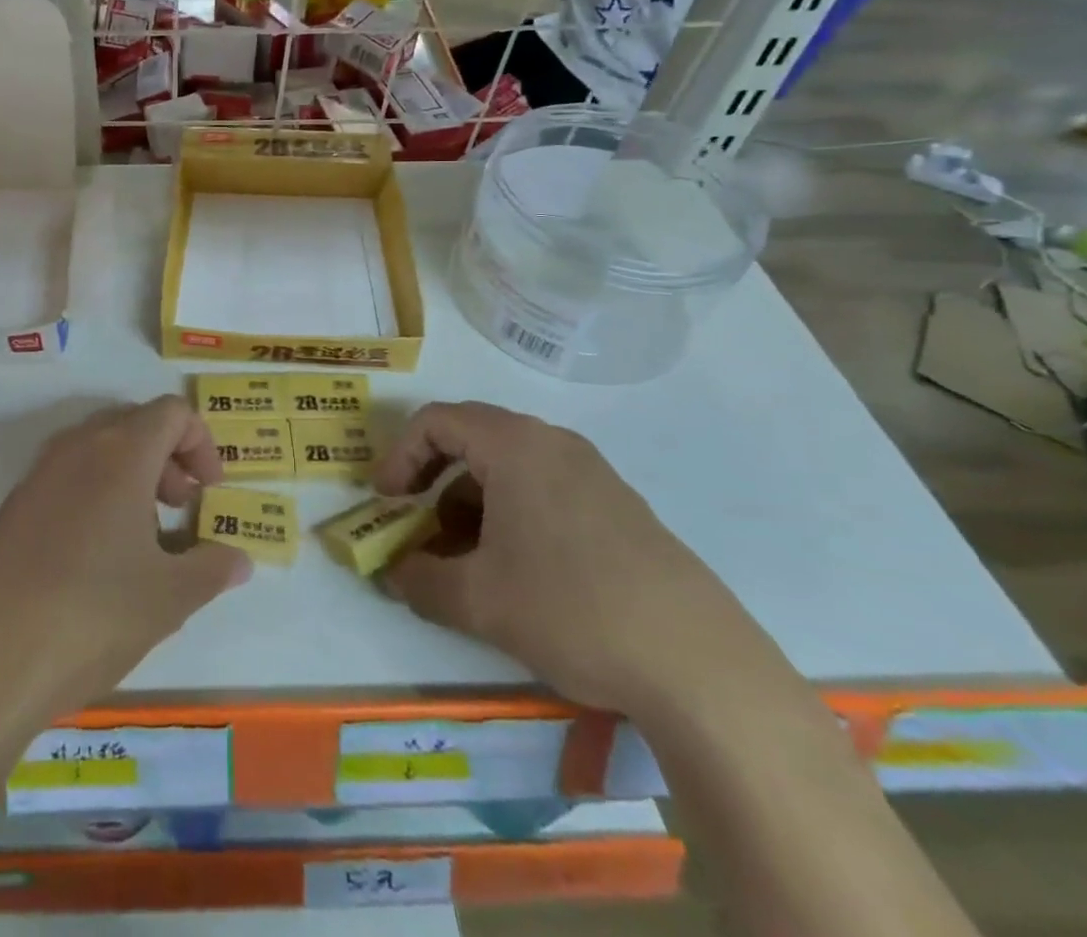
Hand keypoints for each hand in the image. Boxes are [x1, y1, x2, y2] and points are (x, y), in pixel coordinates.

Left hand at [0, 397, 250, 724]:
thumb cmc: (90, 615)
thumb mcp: (168, 598)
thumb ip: (212, 569)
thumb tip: (239, 559)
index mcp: (120, 451)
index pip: (173, 412)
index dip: (202, 444)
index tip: (210, 493)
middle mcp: (76, 447)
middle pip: (136, 424)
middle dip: (169, 458)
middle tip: (181, 509)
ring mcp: (37, 475)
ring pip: (99, 451)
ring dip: (133, 478)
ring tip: (143, 540)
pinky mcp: (12, 507)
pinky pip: (68, 479)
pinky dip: (97, 496)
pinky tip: (97, 561)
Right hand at [375, 402, 781, 716]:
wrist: (700, 666)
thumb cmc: (571, 609)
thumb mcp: (477, 601)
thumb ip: (418, 581)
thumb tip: (391, 575)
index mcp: (515, 445)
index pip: (436, 421)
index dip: (399, 455)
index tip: (386, 502)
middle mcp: (553, 443)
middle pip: (472, 439)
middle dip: (432, 480)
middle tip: (417, 525)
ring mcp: (592, 473)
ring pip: (508, 468)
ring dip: (470, 502)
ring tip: (463, 559)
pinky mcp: (618, 507)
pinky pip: (543, 489)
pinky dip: (510, 515)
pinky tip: (515, 571)